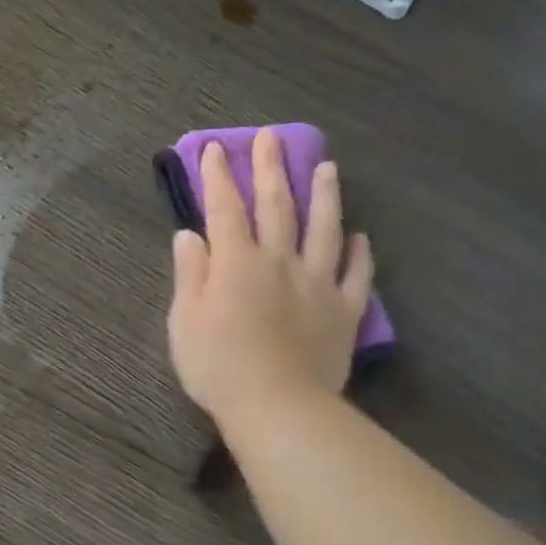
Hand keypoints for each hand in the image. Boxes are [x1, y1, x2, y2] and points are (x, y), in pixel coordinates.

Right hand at [168, 130, 374, 425]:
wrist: (277, 406)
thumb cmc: (218, 366)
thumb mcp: (185, 321)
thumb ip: (190, 274)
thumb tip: (190, 234)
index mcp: (237, 263)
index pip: (226, 209)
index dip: (219, 177)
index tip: (215, 149)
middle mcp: (280, 262)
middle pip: (277, 207)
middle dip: (271, 169)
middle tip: (272, 137)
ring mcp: (318, 284)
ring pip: (324, 230)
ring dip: (324, 196)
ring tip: (328, 167)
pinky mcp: (344, 311)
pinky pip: (355, 275)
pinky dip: (359, 253)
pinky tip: (360, 237)